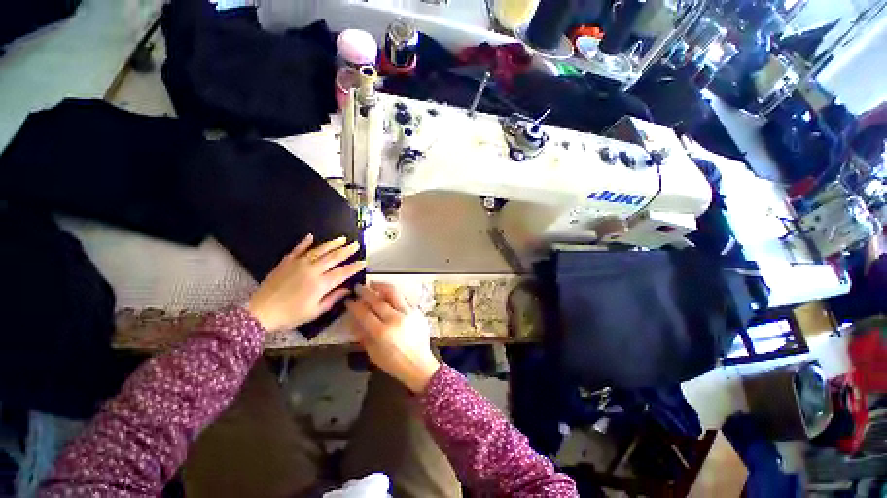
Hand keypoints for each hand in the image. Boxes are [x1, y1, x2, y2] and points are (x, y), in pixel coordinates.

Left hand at [246, 234, 364, 331]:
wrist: (260, 312)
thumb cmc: (290, 315)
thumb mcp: (315, 311)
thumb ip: (333, 298)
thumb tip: (347, 290)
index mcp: (320, 284)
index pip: (343, 272)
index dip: (355, 266)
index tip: (364, 262)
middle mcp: (312, 270)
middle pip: (333, 257)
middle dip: (347, 250)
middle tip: (356, 245)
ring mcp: (298, 264)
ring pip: (319, 250)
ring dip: (332, 244)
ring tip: (342, 239)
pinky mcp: (286, 262)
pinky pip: (297, 249)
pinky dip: (305, 242)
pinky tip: (311, 236)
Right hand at [345, 282, 440, 393]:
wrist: (419, 364)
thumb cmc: (394, 363)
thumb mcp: (373, 353)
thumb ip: (362, 335)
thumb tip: (352, 320)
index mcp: (382, 333)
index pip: (364, 313)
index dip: (354, 305)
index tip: (348, 300)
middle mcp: (396, 319)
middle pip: (378, 300)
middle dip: (365, 292)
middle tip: (358, 287)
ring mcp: (409, 313)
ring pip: (394, 293)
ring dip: (381, 286)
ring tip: (373, 284)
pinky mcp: (417, 311)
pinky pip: (404, 298)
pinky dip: (394, 294)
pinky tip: (388, 294)